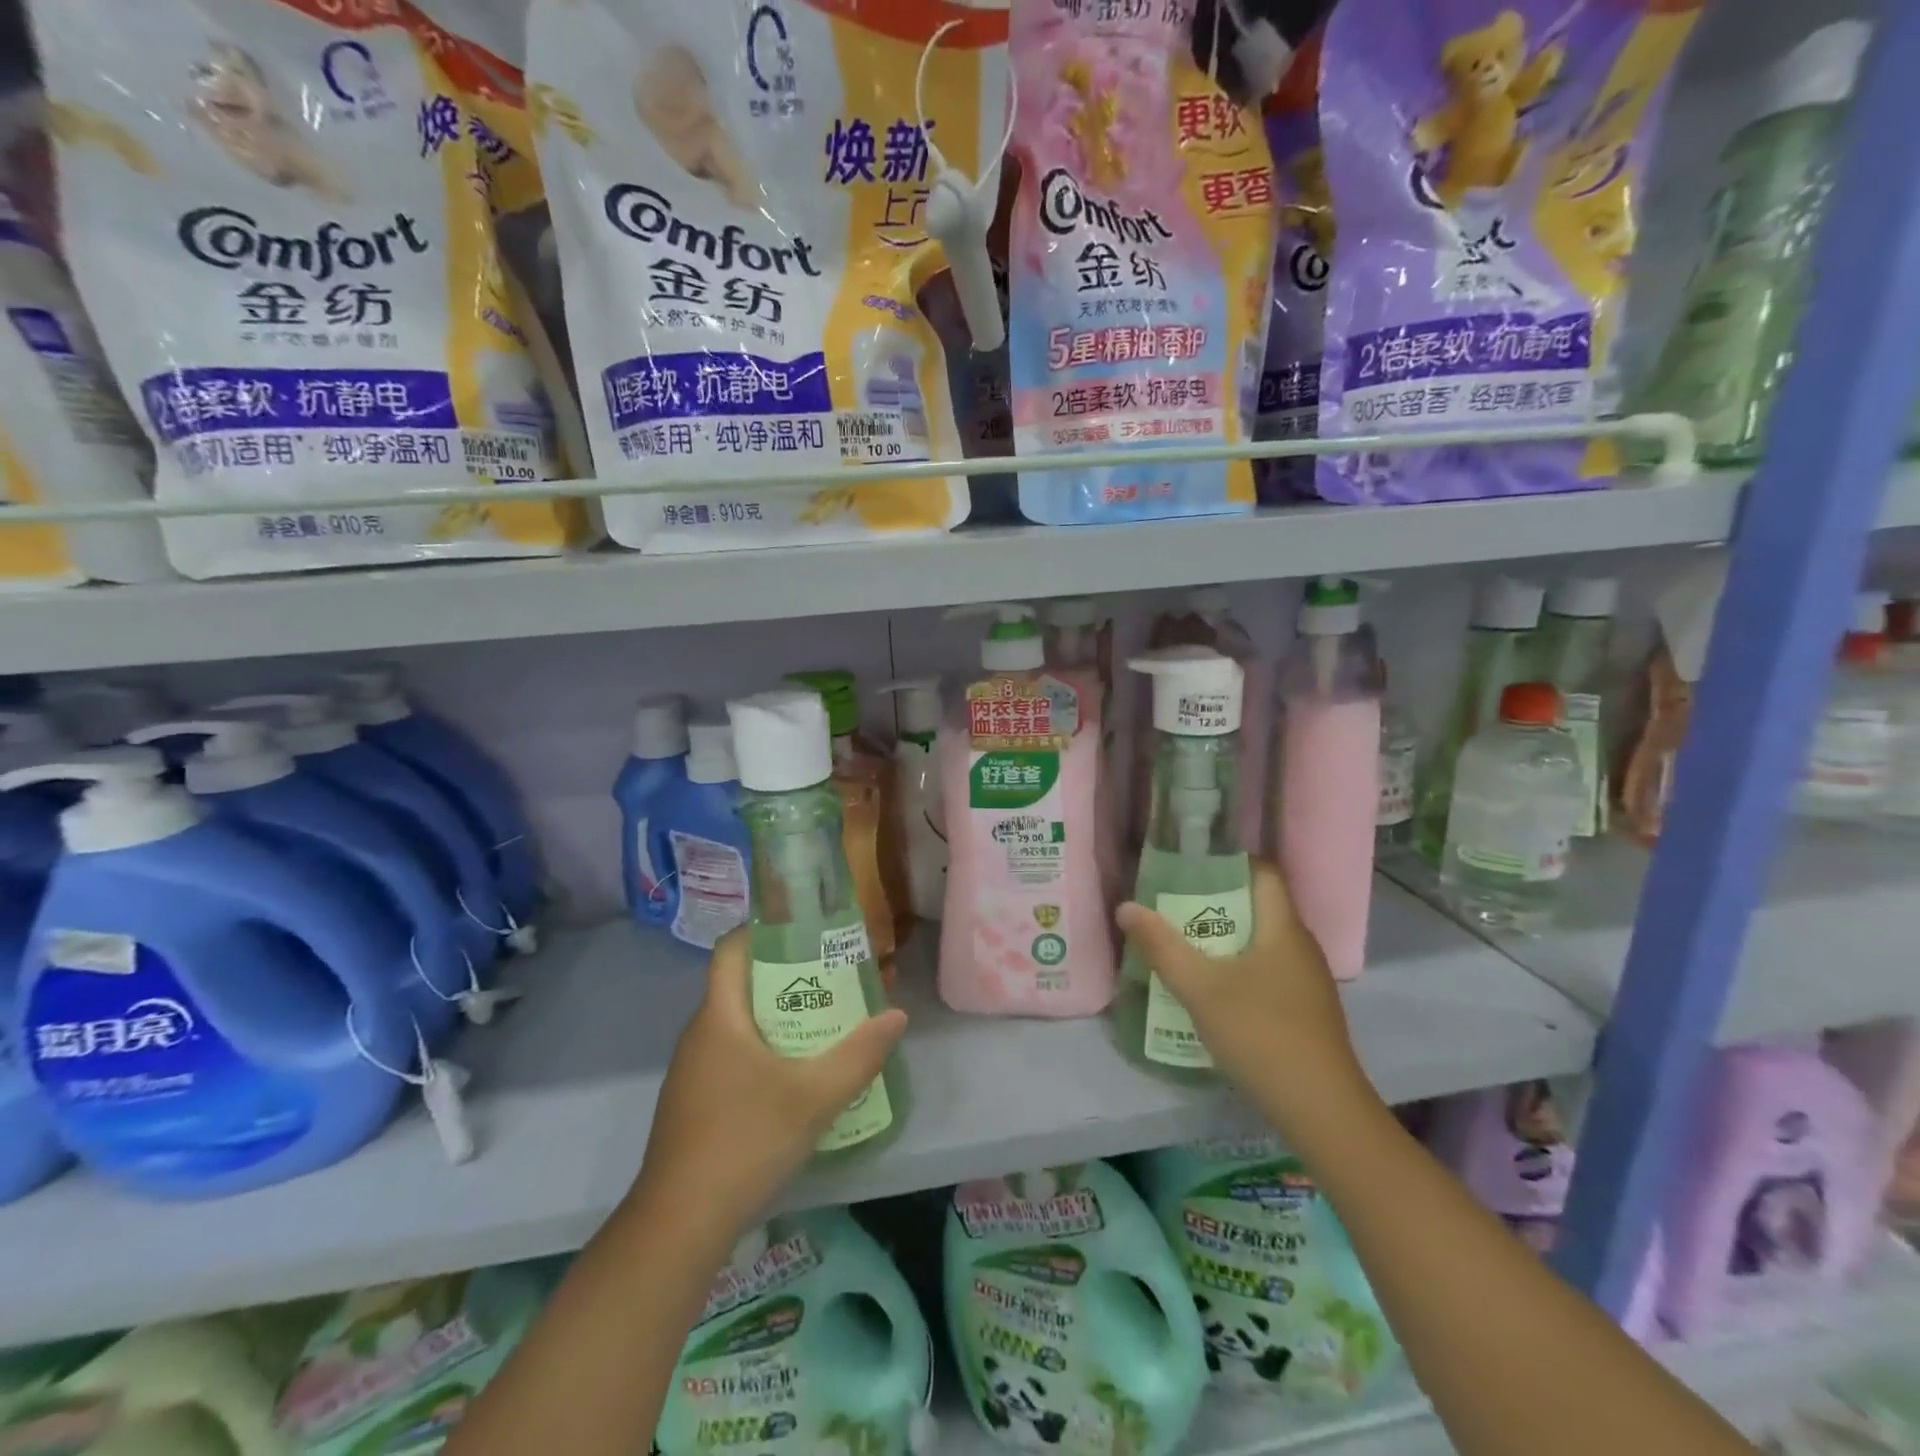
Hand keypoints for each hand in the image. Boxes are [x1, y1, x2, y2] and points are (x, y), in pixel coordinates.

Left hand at [629, 930, 907, 1243]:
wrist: (679, 1225)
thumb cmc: (745, 1142)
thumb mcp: (815, 1096)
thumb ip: (860, 1054)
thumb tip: (896, 1015)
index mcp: (719, 1017)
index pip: (731, 949)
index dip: (764, 930)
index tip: (805, 930)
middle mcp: (699, 1034)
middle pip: (741, 984)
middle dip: (787, 975)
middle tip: (833, 977)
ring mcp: (692, 1071)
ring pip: (738, 1023)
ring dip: (778, 1015)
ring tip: (824, 1021)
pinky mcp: (695, 1103)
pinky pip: (732, 1055)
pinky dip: (764, 1049)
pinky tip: (795, 1075)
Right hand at [1115, 861, 1372, 1138]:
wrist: (1321, 1110)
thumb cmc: (1260, 1034)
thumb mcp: (1200, 988)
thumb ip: (1161, 946)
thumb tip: (1126, 907)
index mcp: (1284, 928)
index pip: (1264, 872)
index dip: (1228, 862)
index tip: (1188, 867)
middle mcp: (1301, 946)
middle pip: (1258, 906)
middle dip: (1215, 902)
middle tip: (1171, 907)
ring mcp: (1307, 981)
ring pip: (1261, 942)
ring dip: (1224, 938)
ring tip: (1182, 944)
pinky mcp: (1305, 1011)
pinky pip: (1267, 971)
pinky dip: (1238, 968)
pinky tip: (1212, 990)